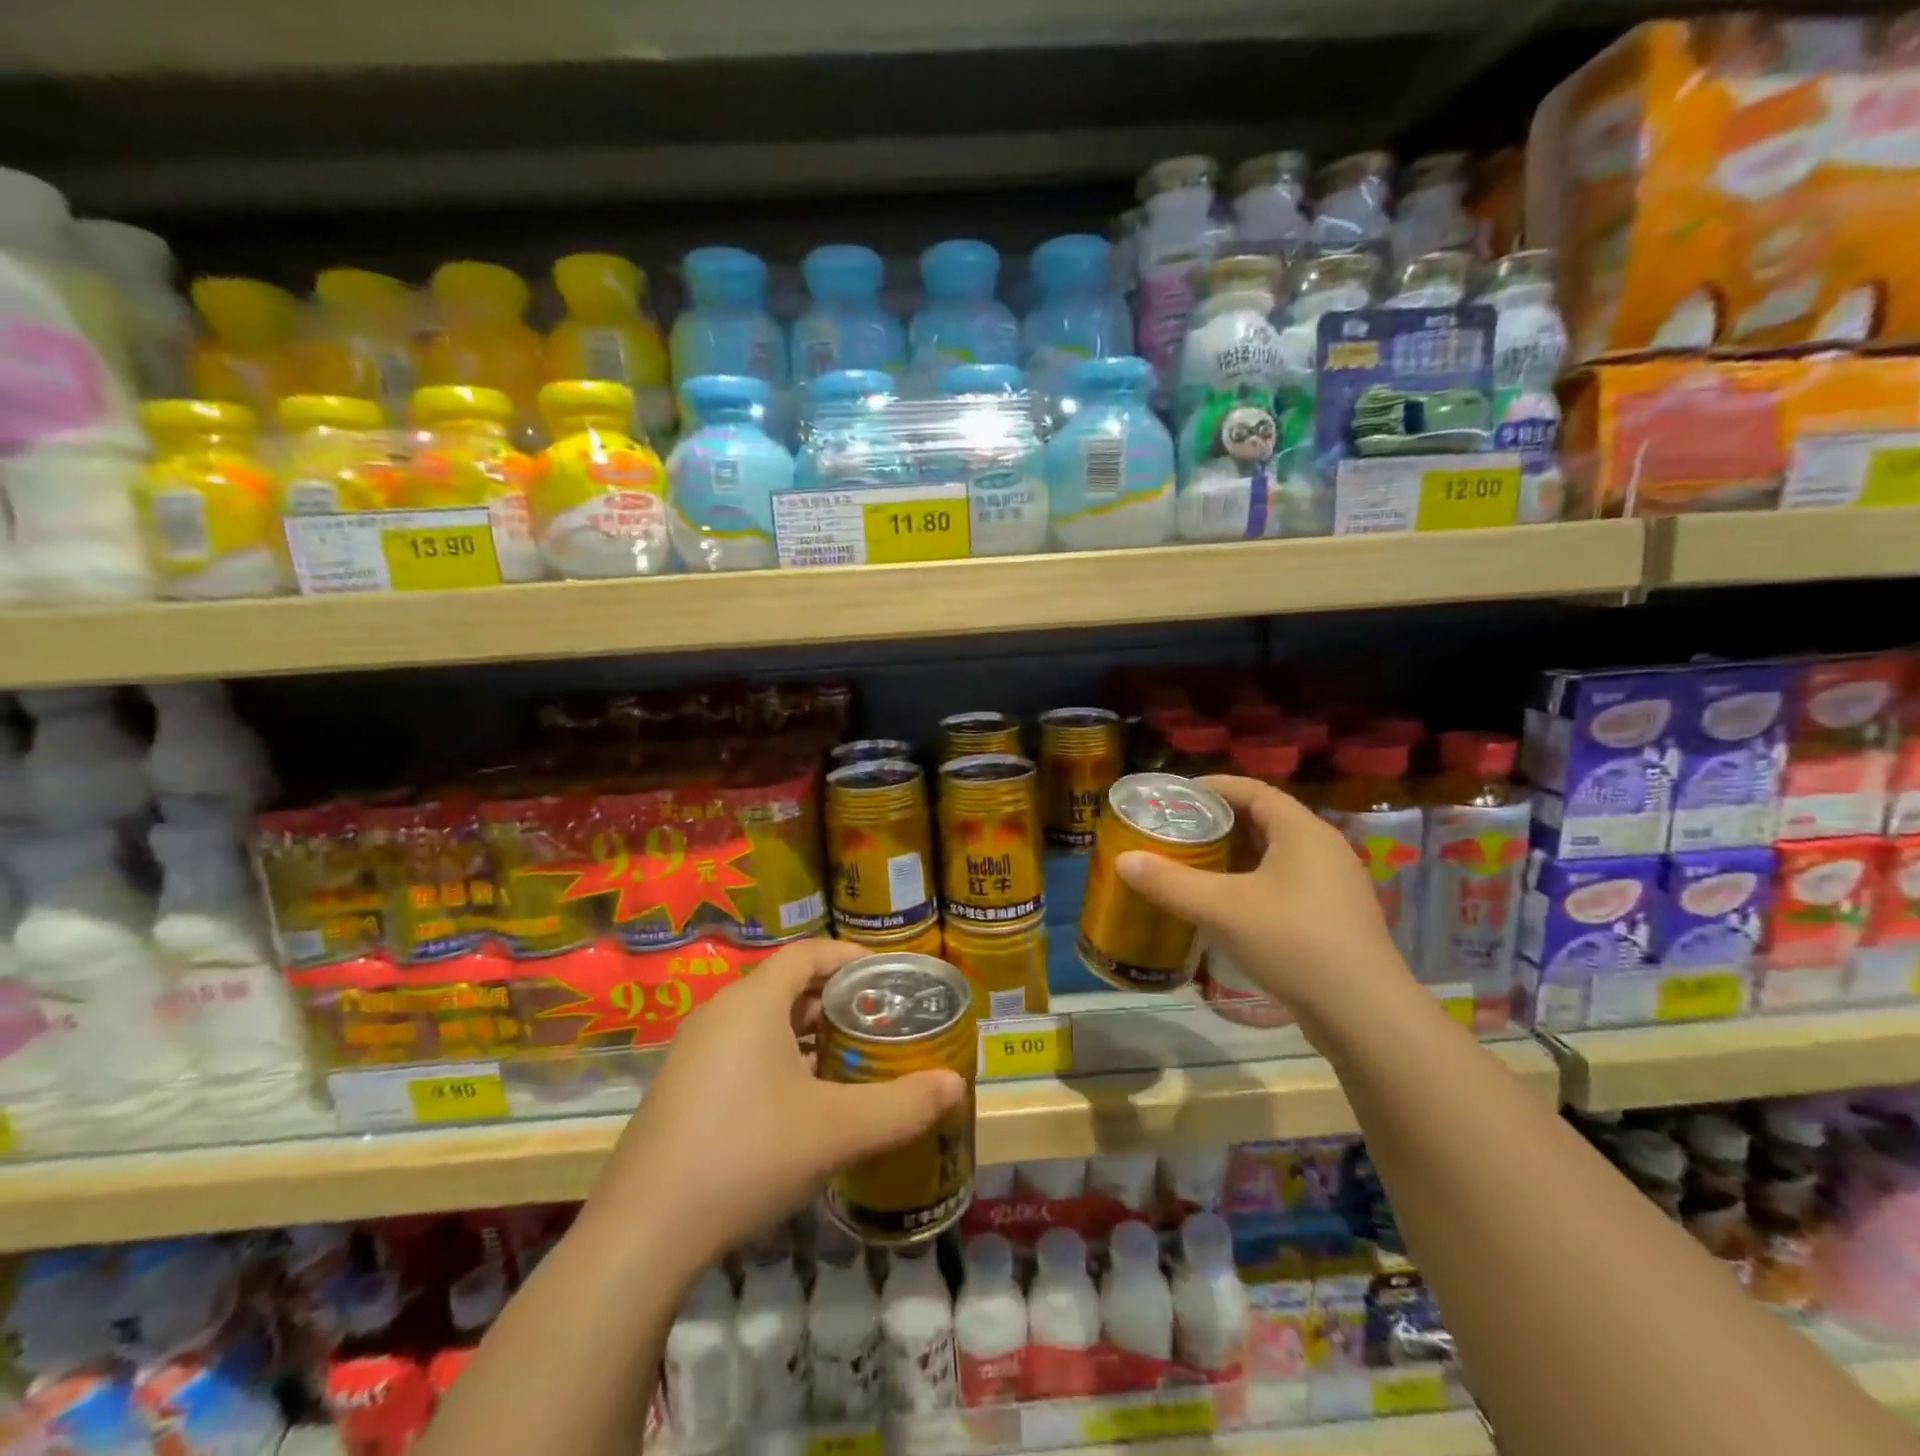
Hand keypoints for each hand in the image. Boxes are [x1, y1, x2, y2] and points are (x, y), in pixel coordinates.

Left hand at [585, 937, 967, 1275]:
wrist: (642, 1235)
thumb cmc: (747, 1156)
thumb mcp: (837, 1131)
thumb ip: (902, 1106)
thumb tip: (955, 1086)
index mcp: (753, 1002)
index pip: (808, 952)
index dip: (851, 957)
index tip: (888, 977)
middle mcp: (719, 1014)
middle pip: (787, 986)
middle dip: (836, 1001)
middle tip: (878, 1024)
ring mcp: (693, 1052)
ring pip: (763, 1023)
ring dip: (807, 1034)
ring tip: (849, 1062)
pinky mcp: (680, 1089)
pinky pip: (740, 1052)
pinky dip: (778, 1060)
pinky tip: (800, 1105)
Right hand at [1115, 775, 1407, 1027]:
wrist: (1366, 1017)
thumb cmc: (1294, 943)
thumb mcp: (1222, 909)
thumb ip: (1170, 882)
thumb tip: (1123, 860)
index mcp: (1302, 831)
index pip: (1253, 790)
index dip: (1212, 788)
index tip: (1174, 797)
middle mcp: (1322, 849)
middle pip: (1263, 820)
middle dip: (1217, 824)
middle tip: (1175, 833)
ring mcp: (1332, 885)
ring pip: (1273, 855)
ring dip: (1233, 857)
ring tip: (1192, 866)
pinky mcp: (1333, 918)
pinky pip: (1283, 884)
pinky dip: (1250, 883)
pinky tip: (1225, 906)